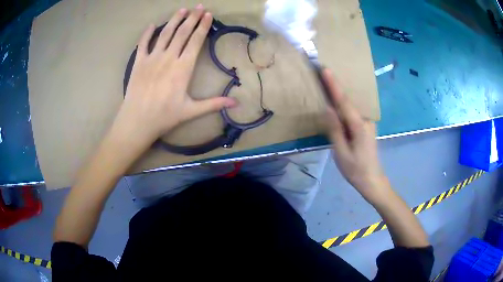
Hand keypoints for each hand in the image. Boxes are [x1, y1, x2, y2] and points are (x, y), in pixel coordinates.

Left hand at [111, 5, 236, 147]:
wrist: (137, 121)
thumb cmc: (165, 117)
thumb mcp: (191, 111)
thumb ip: (214, 104)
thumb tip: (237, 103)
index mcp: (183, 68)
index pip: (195, 41)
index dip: (202, 27)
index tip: (208, 15)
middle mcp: (168, 58)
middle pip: (182, 33)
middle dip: (192, 18)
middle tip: (199, 7)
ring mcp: (152, 58)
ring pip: (165, 34)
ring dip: (174, 20)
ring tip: (182, 10)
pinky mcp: (138, 62)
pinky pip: (143, 44)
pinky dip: (147, 33)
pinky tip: (153, 25)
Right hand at [323, 69, 388, 201]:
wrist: (372, 180)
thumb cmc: (356, 170)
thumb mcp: (342, 153)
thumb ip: (335, 130)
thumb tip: (327, 108)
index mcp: (359, 126)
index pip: (344, 102)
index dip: (334, 85)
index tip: (325, 70)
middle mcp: (365, 120)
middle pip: (348, 100)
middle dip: (335, 85)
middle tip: (322, 72)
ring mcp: (367, 123)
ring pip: (351, 105)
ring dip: (339, 93)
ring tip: (327, 82)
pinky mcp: (365, 127)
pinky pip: (352, 112)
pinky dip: (343, 104)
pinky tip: (337, 102)